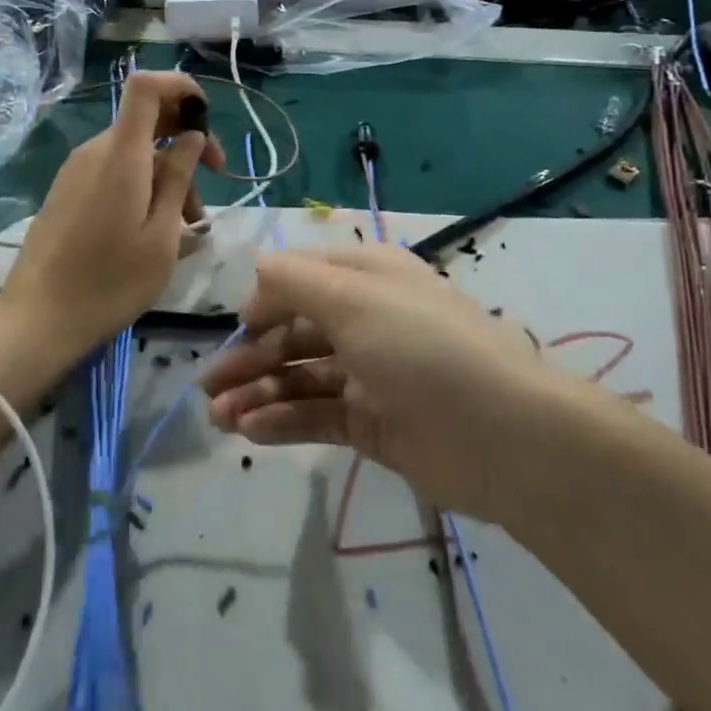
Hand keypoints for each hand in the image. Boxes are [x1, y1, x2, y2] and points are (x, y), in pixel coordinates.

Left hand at [0, 71, 224, 353]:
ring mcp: (76, 170)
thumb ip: (178, 178)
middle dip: (186, 141)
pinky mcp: (67, 190)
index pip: (145, 87)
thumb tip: (191, 136)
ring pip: (134, 152)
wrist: (37, 319)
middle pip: (146, 120)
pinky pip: (113, 171)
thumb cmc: (110, 282)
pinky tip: (157, 228)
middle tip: (216, 180)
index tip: (206, 118)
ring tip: (191, 225)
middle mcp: (95, 151)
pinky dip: (142, 185)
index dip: (180, 86)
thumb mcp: (161, 235)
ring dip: (168, 174)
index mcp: (120, 155)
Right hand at [202, 244, 565, 525]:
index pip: (300, 279)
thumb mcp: (352, 297)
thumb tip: (254, 275)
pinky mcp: (372, 424)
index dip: (264, 300)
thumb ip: (293, 280)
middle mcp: (364, 319)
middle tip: (206, 386)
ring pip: (299, 376)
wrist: (504, 435)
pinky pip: (316, 414)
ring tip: (217, 416)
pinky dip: (282, 420)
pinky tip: (250, 430)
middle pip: (293, 332)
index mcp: (366, 277)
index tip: (236, 327)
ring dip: (257, 392)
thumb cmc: (421, 346)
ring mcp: (368, 374)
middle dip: (249, 355)